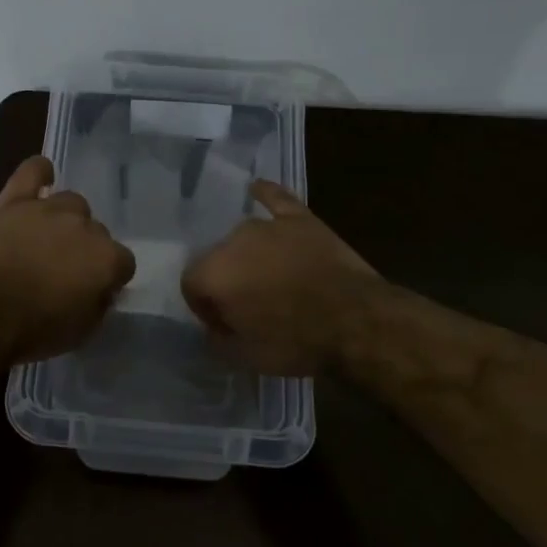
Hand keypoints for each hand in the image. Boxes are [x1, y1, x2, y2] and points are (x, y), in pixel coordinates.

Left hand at [0, 155, 136, 362]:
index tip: (92, 291)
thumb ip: (99, 304)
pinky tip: (42, 179)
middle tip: (62, 272)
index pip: (122, 262)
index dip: (108, 278)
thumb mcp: (80, 332)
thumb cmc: (33, 330)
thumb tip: (102, 288)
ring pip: (71, 203)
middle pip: (96, 231)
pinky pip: (33, 171)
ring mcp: (48, 209)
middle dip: (84, 250)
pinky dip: (40, 173)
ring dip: (65, 220)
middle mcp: (84, 227)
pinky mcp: (13, 201)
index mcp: (106, 259)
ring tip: (45, 241)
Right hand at [181, 180, 384, 375]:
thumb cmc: (295, 342)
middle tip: (249, 306)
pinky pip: (275, 199)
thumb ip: (218, 341)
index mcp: (213, 274)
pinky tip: (256, 188)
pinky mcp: (299, 219)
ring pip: (243, 237)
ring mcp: (267, 225)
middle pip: (217, 259)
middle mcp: (232, 241)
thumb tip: (214, 331)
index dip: (205, 308)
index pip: (191, 285)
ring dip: (247, 255)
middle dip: (226, 281)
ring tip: (268, 277)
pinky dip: (265, 194)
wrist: (355, 321)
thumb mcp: (246, 357)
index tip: (224, 325)